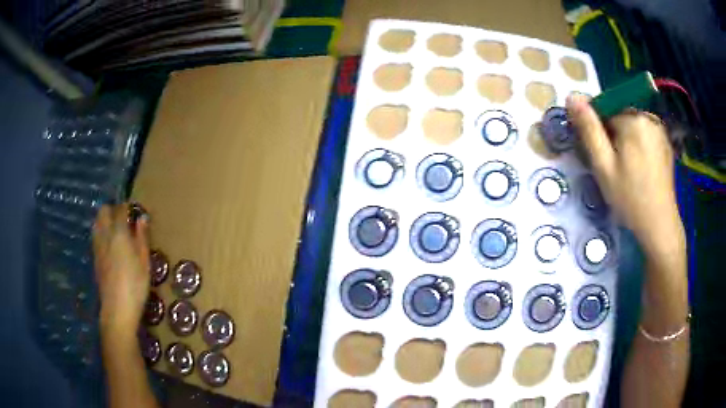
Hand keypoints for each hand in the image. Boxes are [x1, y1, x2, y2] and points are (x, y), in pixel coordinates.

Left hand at [92, 204, 149, 341]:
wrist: (117, 308)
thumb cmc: (135, 285)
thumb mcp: (144, 262)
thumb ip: (142, 238)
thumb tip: (142, 218)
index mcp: (119, 233)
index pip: (120, 209)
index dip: (127, 207)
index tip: (133, 210)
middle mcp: (105, 235)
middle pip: (103, 211)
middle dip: (112, 210)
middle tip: (123, 219)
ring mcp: (97, 246)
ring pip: (97, 223)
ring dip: (104, 221)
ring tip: (115, 231)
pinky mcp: (95, 257)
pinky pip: (96, 236)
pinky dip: (101, 233)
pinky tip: (109, 245)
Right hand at [566, 95, 683, 253]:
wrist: (659, 224)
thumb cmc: (629, 197)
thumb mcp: (603, 165)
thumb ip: (588, 129)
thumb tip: (572, 95)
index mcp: (632, 119)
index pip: (604, 111)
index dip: (598, 133)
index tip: (602, 157)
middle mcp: (648, 116)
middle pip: (619, 116)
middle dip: (613, 136)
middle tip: (615, 168)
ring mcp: (660, 129)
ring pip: (632, 125)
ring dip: (626, 141)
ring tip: (629, 170)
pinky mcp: (666, 142)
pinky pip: (645, 134)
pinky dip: (639, 145)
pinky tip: (641, 168)